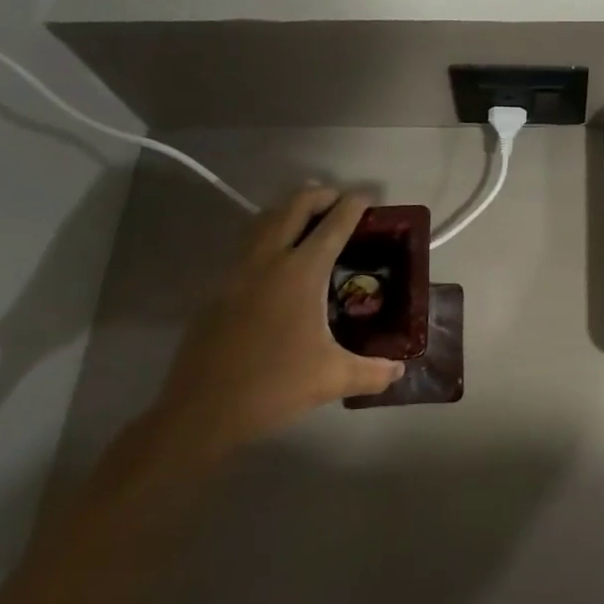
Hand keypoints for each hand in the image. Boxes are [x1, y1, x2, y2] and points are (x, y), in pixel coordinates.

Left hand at [154, 187, 403, 451]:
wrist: (203, 408)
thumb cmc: (274, 385)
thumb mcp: (333, 378)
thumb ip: (372, 371)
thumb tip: (400, 371)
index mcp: (301, 273)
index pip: (333, 225)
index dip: (353, 205)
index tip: (367, 196)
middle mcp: (269, 260)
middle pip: (294, 208)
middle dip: (319, 195)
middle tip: (338, 199)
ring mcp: (238, 271)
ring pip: (264, 220)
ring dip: (288, 209)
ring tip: (306, 215)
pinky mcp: (218, 287)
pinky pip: (246, 243)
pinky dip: (266, 232)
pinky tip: (274, 255)